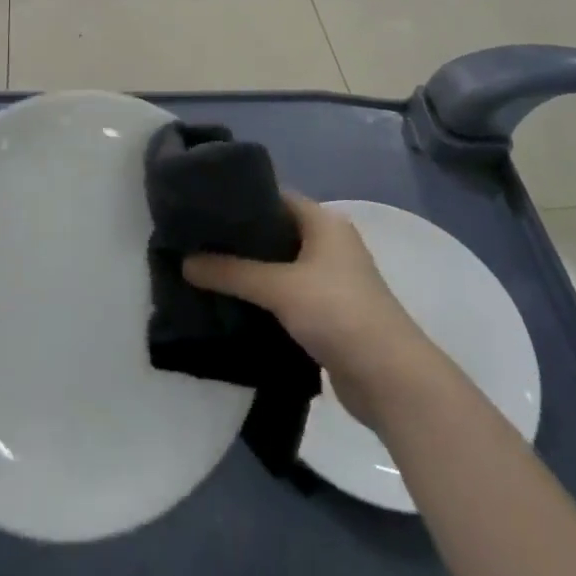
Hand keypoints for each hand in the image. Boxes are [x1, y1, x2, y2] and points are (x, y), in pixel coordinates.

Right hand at [183, 193, 437, 427]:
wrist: (390, 379)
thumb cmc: (338, 312)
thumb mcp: (279, 287)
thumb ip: (231, 272)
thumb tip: (185, 262)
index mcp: (324, 222)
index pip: (275, 197)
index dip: (241, 200)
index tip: (203, 207)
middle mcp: (329, 244)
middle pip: (276, 232)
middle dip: (240, 239)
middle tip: (197, 242)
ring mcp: (331, 281)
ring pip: (281, 267)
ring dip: (251, 272)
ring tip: (207, 271)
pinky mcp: (328, 315)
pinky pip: (288, 296)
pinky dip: (264, 299)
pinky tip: (233, 305)